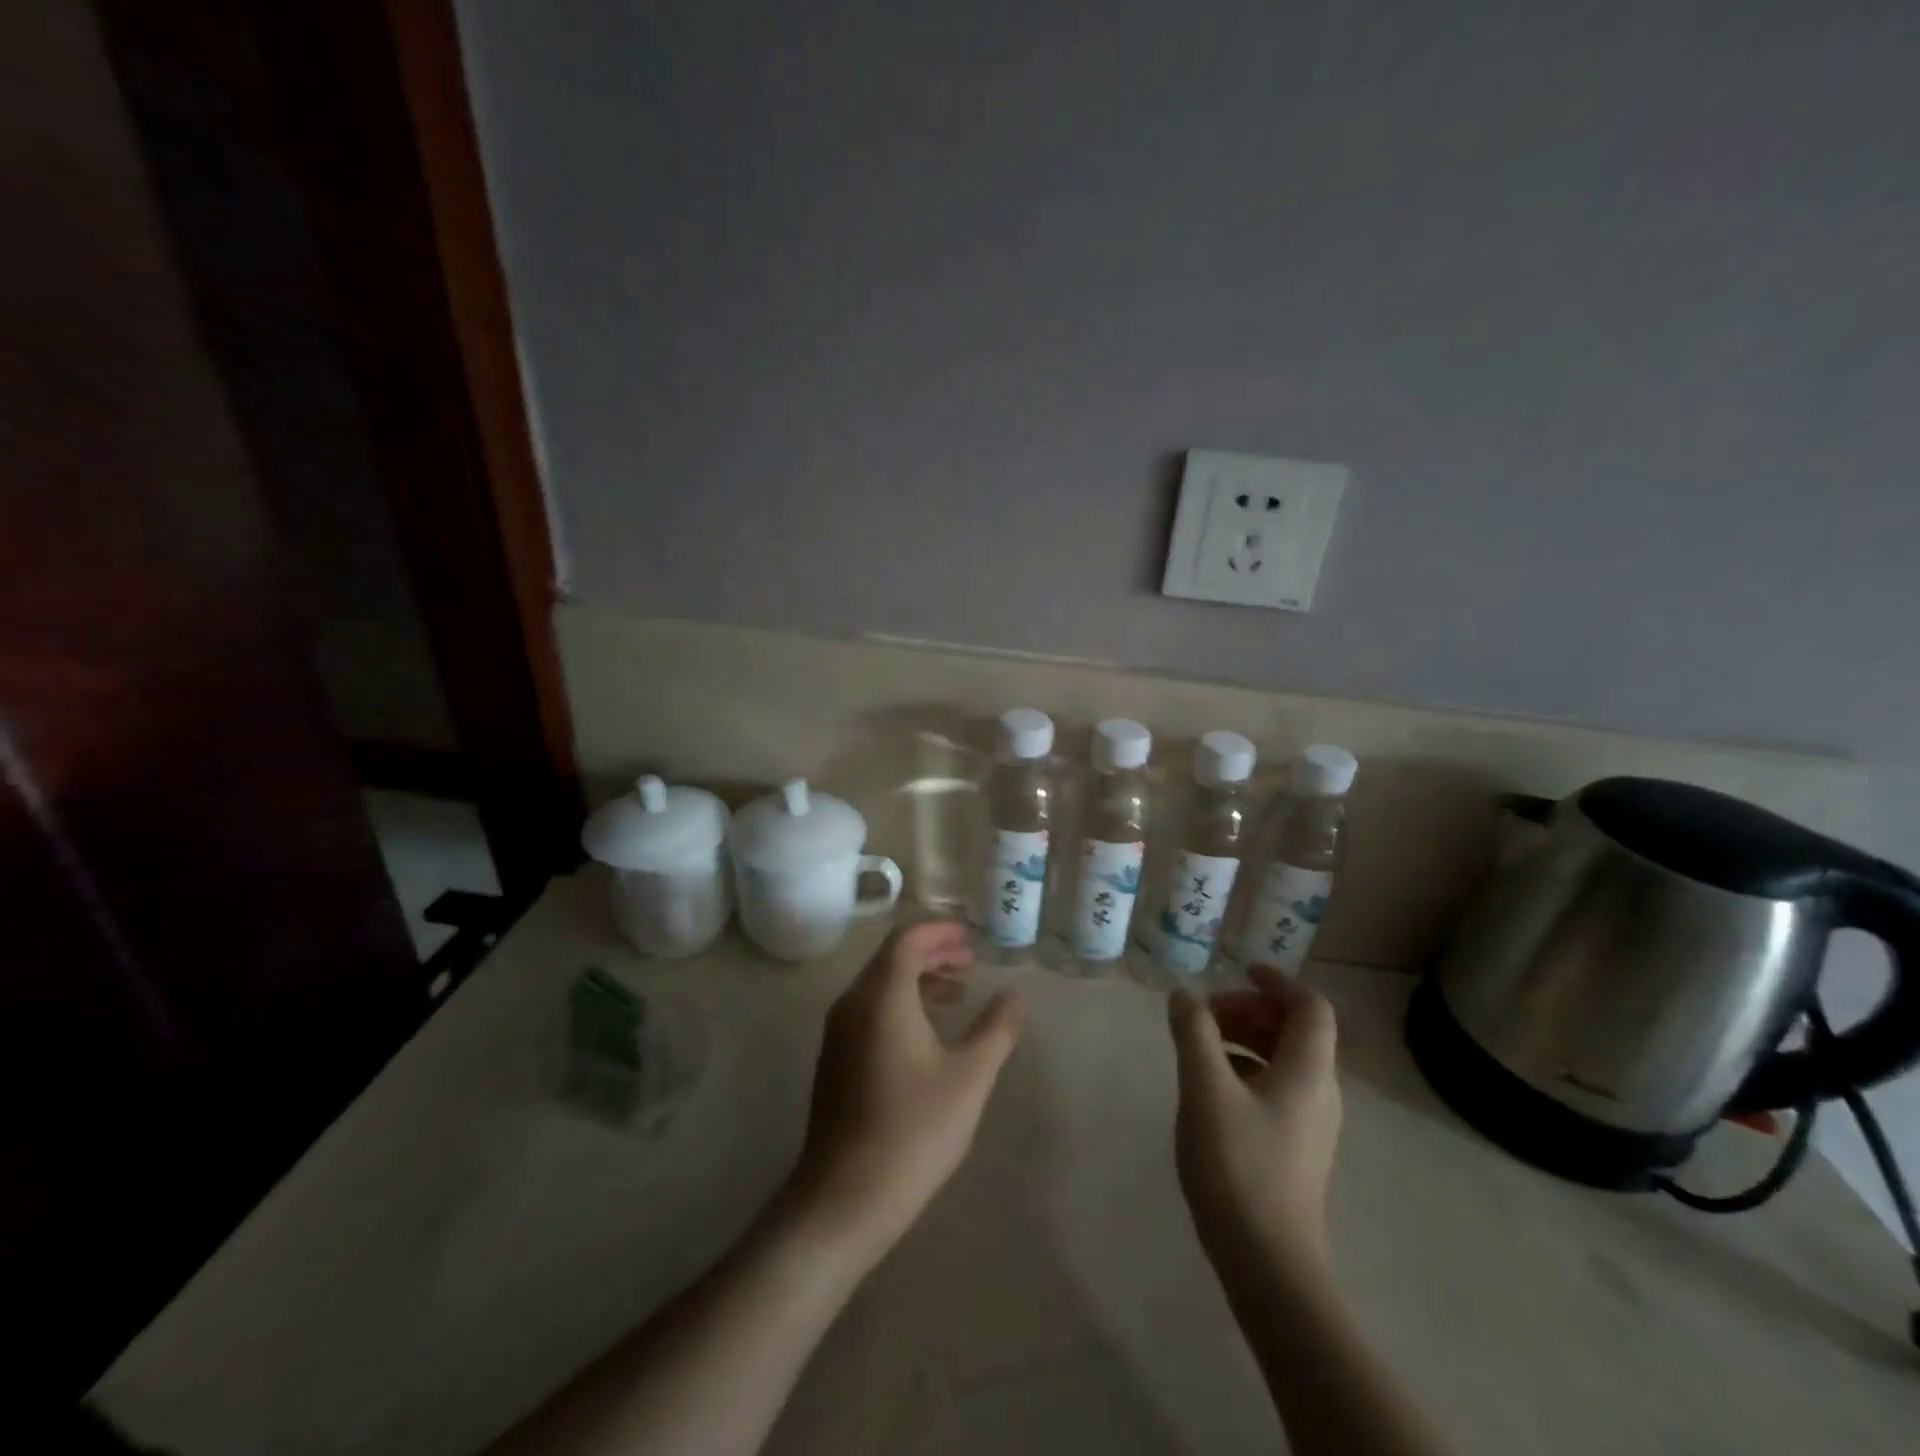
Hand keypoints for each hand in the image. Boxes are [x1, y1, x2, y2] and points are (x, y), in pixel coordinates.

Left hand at [789, 920, 1023, 1255]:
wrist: (844, 1197)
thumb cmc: (913, 1129)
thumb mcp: (969, 1077)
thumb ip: (995, 1029)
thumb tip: (1013, 996)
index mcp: (882, 995)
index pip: (907, 939)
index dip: (939, 931)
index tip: (969, 938)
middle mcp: (853, 1002)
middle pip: (891, 957)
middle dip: (932, 952)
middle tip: (970, 963)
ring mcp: (838, 1032)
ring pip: (879, 984)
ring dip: (918, 979)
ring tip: (956, 994)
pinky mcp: (835, 1058)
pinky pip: (869, 1009)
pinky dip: (900, 1003)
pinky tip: (926, 1033)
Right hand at [1169, 967, 1341, 1278]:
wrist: (1268, 1263)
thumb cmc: (1238, 1165)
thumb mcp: (1205, 1089)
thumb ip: (1194, 1033)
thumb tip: (1185, 995)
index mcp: (1308, 1071)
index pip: (1310, 1006)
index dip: (1278, 980)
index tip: (1239, 970)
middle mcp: (1320, 1092)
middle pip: (1296, 1030)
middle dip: (1250, 1010)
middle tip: (1205, 1015)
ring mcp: (1312, 1124)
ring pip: (1285, 1059)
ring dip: (1246, 1039)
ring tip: (1201, 1047)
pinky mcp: (1297, 1148)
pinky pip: (1277, 1087)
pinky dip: (1247, 1069)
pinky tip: (1212, 1088)